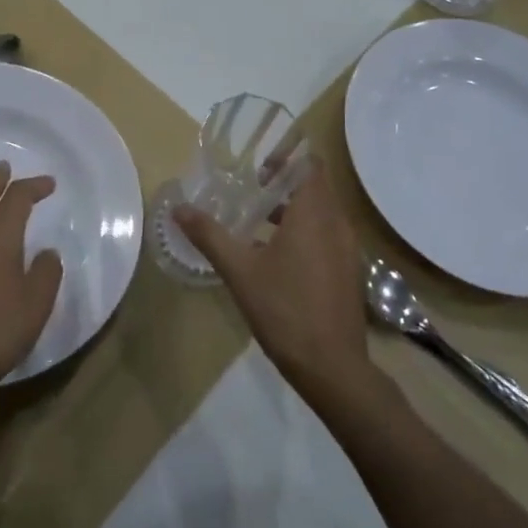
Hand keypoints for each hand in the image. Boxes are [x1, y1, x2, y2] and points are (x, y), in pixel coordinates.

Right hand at [175, 161, 369, 395]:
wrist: (333, 368)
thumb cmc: (284, 310)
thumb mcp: (239, 271)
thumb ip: (209, 235)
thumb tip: (178, 208)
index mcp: (314, 214)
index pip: (310, 165)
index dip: (286, 158)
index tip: (258, 168)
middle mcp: (337, 224)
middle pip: (315, 187)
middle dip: (283, 185)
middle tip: (250, 192)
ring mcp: (348, 250)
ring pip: (321, 214)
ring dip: (293, 211)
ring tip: (257, 223)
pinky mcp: (349, 272)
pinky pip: (327, 237)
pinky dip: (305, 233)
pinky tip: (276, 258)